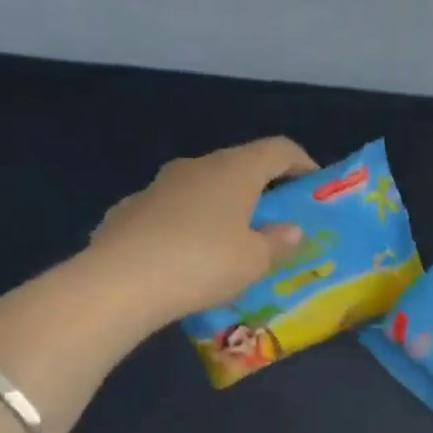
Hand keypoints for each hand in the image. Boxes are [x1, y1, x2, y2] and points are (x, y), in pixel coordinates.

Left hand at [84, 137, 317, 329]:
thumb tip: (290, 230)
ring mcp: (159, 185)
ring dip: (223, 207)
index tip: (313, 186)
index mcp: (235, 170)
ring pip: (203, 188)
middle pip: (239, 166)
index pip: (279, 149)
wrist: (119, 283)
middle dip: (262, 189)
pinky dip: (189, 225)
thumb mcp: (255, 261)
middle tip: (276, 220)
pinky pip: (173, 211)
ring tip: (231, 243)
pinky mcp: (129, 209)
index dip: (302, 163)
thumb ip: (278, 242)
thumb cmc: (203, 263)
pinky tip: (188, 257)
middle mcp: (197, 166)